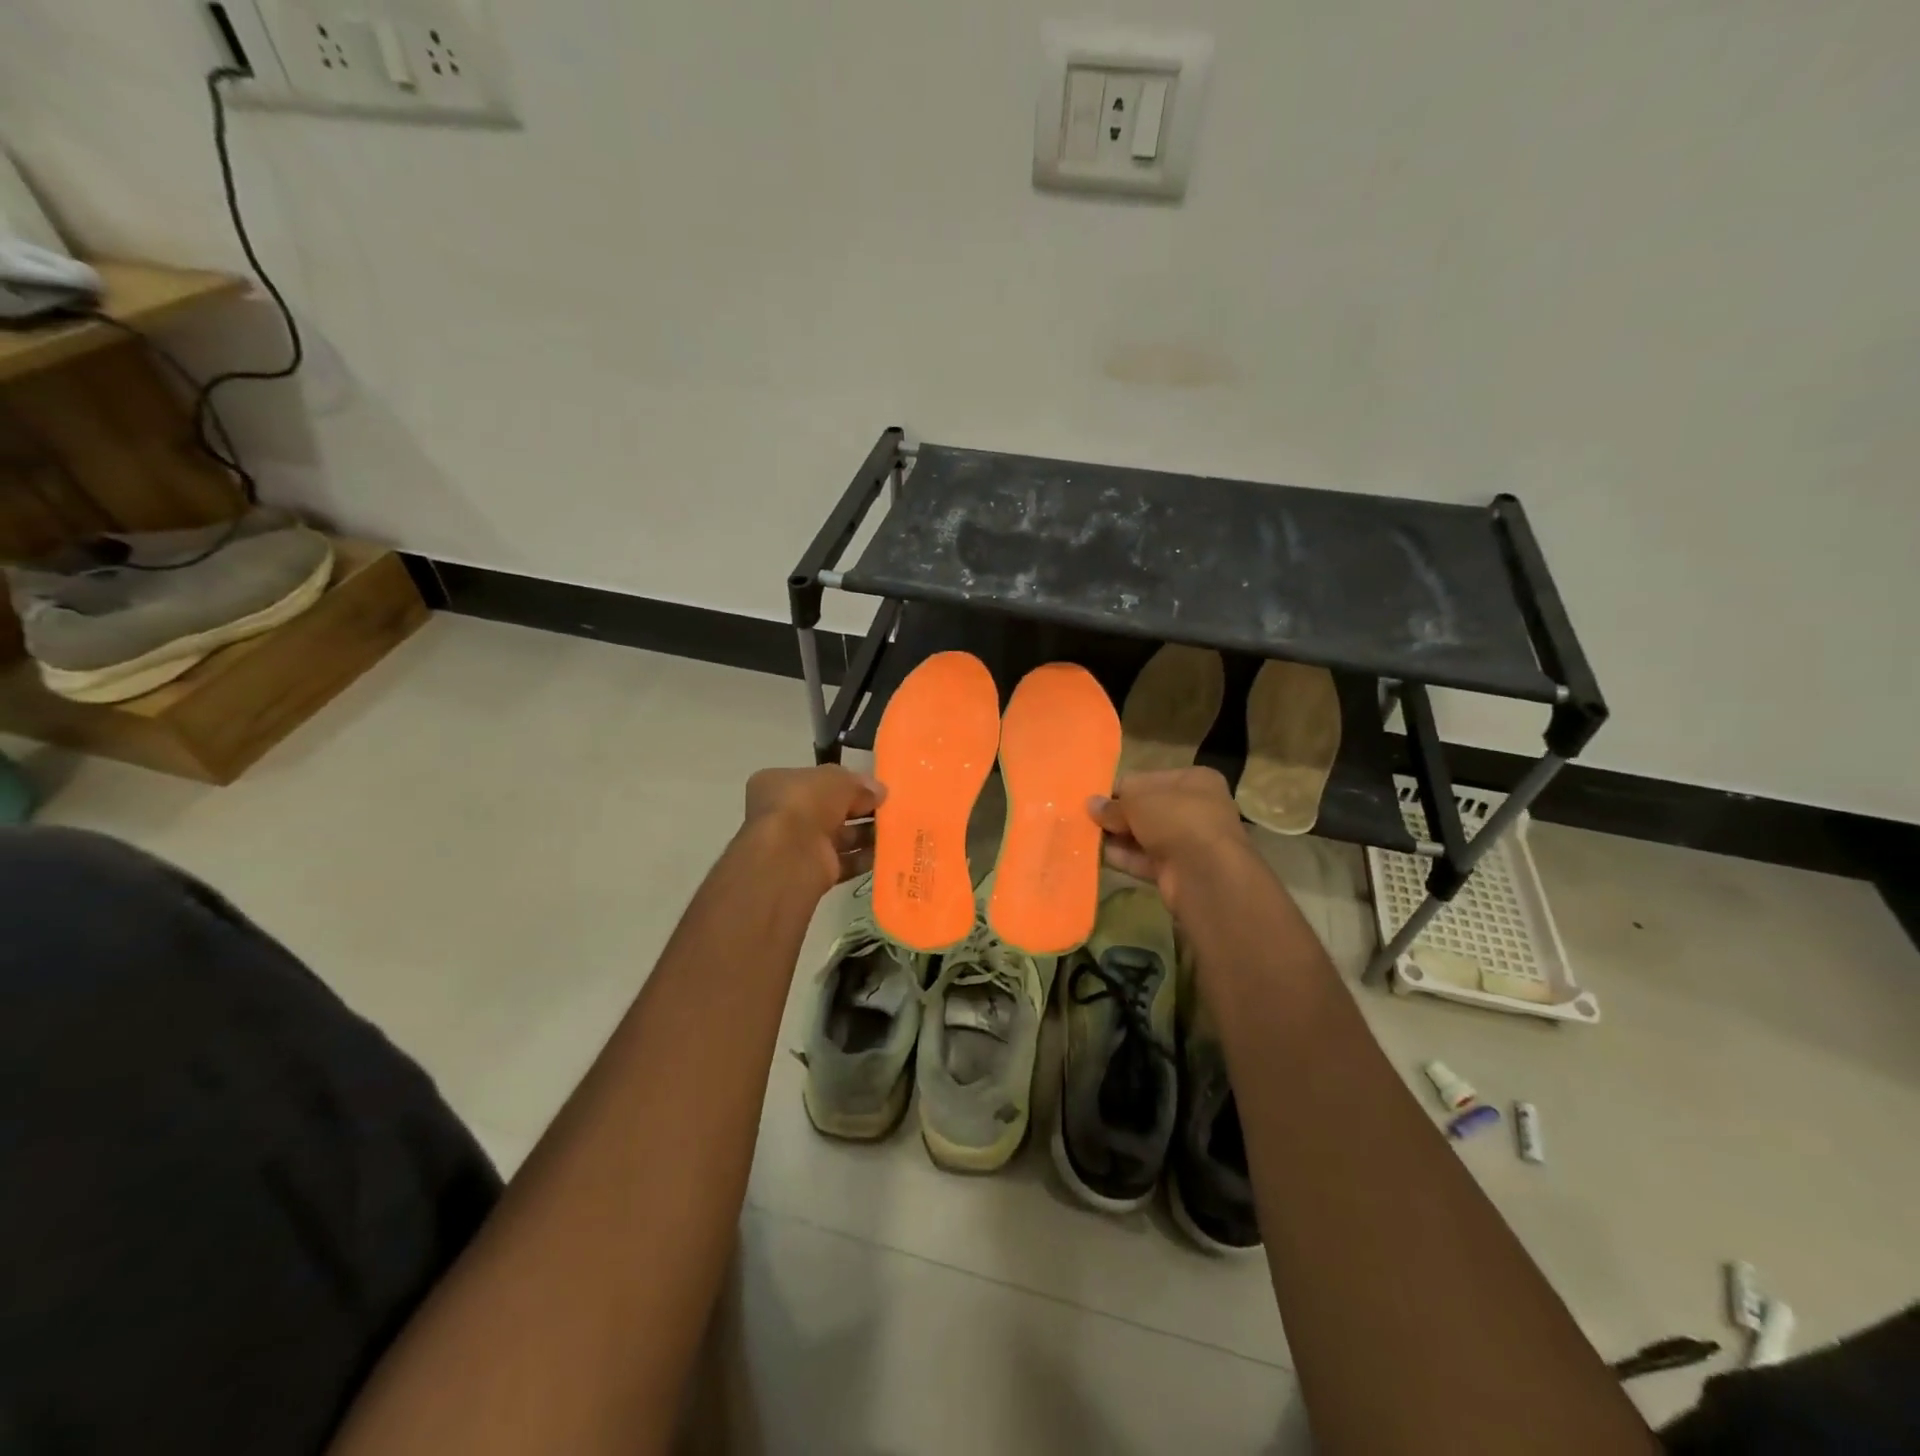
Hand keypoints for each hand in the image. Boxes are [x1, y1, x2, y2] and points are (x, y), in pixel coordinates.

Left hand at [743, 765, 885, 892]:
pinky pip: (844, 862)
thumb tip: (879, 791)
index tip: (874, 787)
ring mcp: (797, 845)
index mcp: (778, 784)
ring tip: (897, 829)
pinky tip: (889, 852)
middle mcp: (784, 814)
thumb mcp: (836, 779)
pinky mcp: (812, 872)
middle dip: (859, 809)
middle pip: (829, 809)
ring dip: (866, 834)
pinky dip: (864, 858)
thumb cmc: (805, 804)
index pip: (816, 780)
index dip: (845, 782)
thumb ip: (858, 784)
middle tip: (890, 808)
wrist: (790, 856)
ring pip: (839, 837)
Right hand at [1089, 767, 1252, 915]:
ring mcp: (1188, 842)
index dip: (1120, 788)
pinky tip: (1097, 856)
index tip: (1094, 797)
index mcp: (1194, 781)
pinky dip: (1123, 858)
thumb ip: (1113, 804)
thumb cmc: (1176, 819)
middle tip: (1085, 818)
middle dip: (1118, 815)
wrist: (1205, 873)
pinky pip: (1145, 860)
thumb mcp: (1137, 800)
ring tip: (1084, 836)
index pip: (1148, 779)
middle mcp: (1195, 809)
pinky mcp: (1178, 871)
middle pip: (1146, 808)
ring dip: (1117, 837)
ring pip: (1144, 836)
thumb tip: (1091, 804)